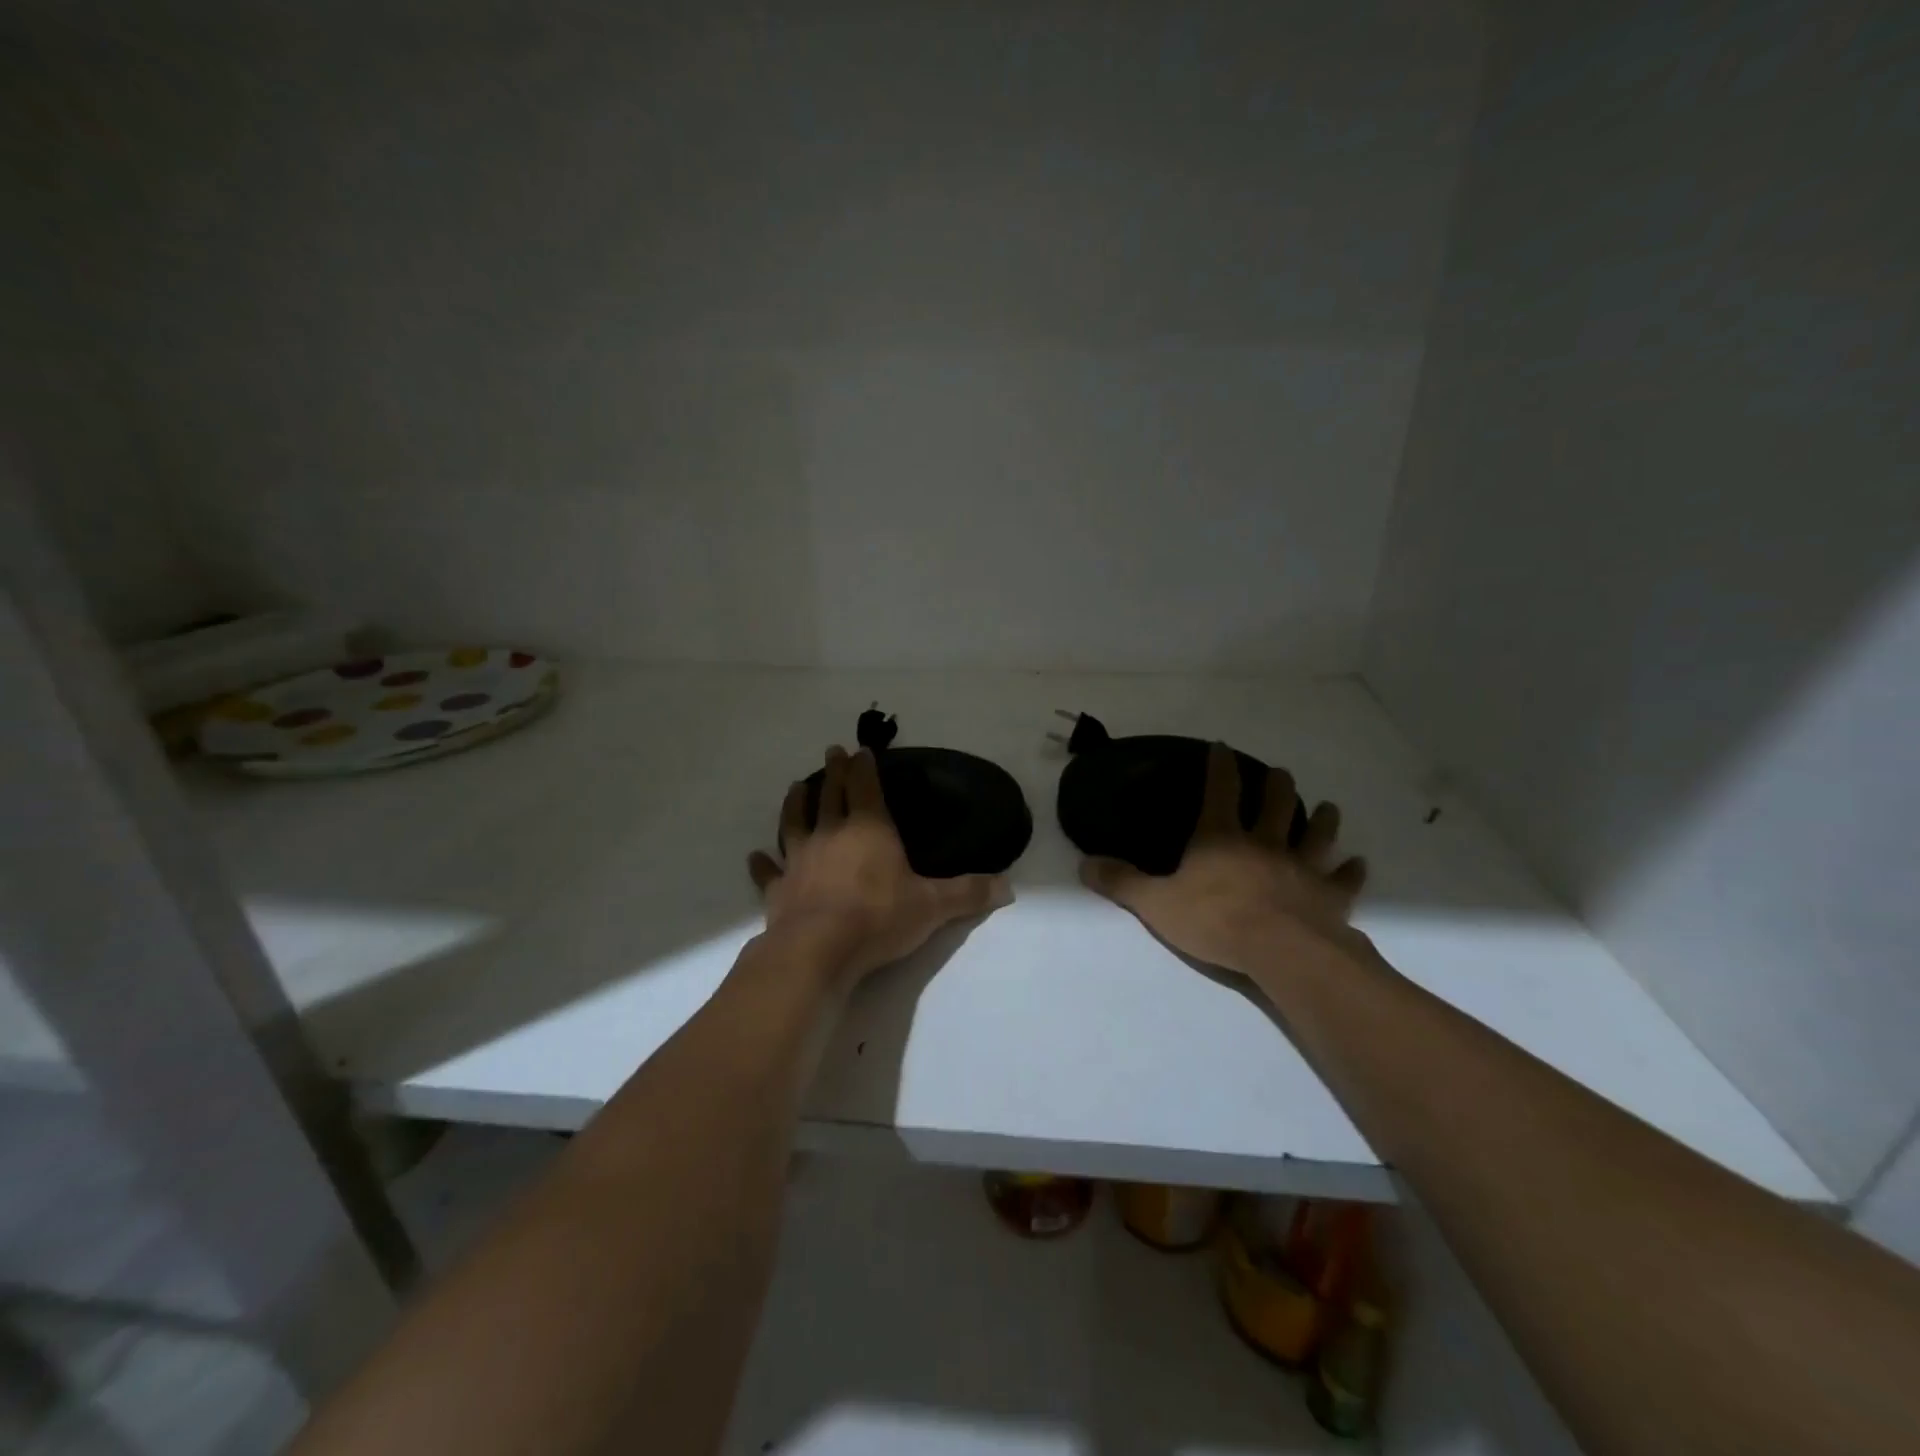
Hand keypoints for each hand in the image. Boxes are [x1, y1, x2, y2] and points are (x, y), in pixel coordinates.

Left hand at [747, 746, 1011, 991]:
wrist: (818, 949)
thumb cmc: (879, 918)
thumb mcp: (932, 906)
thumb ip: (968, 893)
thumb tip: (1008, 887)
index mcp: (869, 829)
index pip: (867, 787)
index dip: (865, 766)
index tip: (862, 749)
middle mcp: (831, 834)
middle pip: (831, 794)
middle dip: (834, 772)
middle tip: (832, 751)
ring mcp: (800, 859)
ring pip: (794, 822)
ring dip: (796, 803)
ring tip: (796, 786)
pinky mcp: (778, 888)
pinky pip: (767, 871)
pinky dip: (761, 863)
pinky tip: (754, 855)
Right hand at [1079, 743, 1368, 979]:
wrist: (1281, 951)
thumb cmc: (1215, 920)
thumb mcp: (1156, 903)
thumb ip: (1122, 882)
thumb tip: (1084, 864)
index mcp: (1221, 838)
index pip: (1220, 790)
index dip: (1219, 766)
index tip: (1221, 746)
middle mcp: (1265, 843)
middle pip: (1276, 804)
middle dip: (1277, 785)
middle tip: (1280, 773)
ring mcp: (1302, 868)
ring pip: (1316, 835)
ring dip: (1323, 820)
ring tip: (1328, 807)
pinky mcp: (1330, 897)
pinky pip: (1345, 881)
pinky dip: (1352, 872)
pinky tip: (1359, 864)